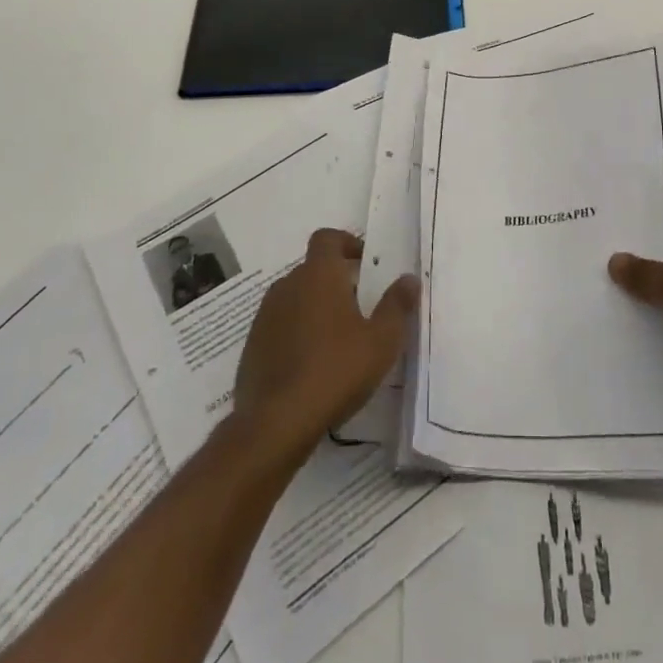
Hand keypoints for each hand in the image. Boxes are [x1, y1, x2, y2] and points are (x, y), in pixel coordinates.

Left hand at [232, 228, 418, 454]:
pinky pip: (279, 326)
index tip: (364, 261)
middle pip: (312, 269)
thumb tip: (409, 279)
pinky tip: (312, 364)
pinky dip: (296, 333)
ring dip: (314, 307)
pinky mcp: (252, 347)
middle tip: (359, 304)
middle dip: (335, 280)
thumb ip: (397, 305)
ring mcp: (265, 317)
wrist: (275, 424)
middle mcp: (288, 286)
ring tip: (337, 337)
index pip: (327, 238)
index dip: (346, 243)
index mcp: (318, 275)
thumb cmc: (335, 370)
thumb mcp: (381, 340)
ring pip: (295, 298)